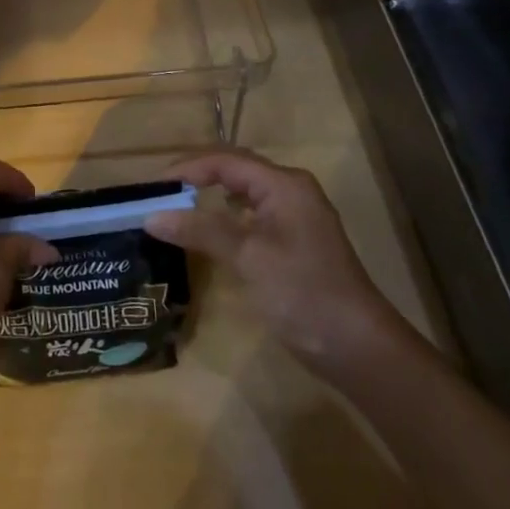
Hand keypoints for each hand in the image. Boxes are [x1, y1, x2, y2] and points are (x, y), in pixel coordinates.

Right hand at [146, 149, 403, 373]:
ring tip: (178, 206)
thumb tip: (151, 216)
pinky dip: (226, 216)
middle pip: (235, 170)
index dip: (186, 169)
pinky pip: (252, 215)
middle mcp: (291, 191)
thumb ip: (200, 229)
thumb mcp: (248, 257)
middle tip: (161, 194)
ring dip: (210, 195)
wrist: (357, 347)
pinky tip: (210, 230)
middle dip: (196, 177)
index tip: (152, 187)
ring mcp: (296, 217)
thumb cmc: (303, 292)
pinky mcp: (294, 242)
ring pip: (243, 192)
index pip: (225, 161)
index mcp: (284, 185)